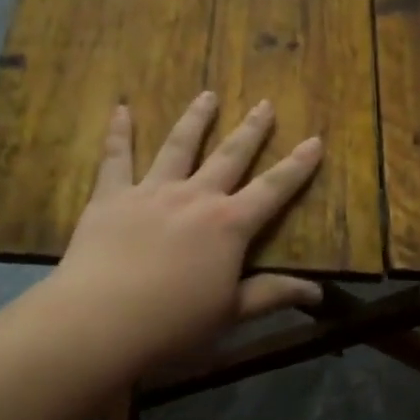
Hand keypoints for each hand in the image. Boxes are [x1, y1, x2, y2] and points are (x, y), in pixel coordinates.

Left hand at [45, 92, 324, 373]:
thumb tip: (318, 292)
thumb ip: (272, 295)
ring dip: (196, 119)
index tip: (314, 140)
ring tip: (207, 94)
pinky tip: (120, 109)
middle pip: (229, 156)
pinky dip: (119, 132)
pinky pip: (116, 158)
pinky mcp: (111, 197)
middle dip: (251, 131)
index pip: (273, 189)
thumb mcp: (231, 315)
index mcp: (229, 226)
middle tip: (264, 104)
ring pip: (178, 146)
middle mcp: (195, 197)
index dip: (297, 166)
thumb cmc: (173, 325)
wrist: (101, 320)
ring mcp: (151, 192)